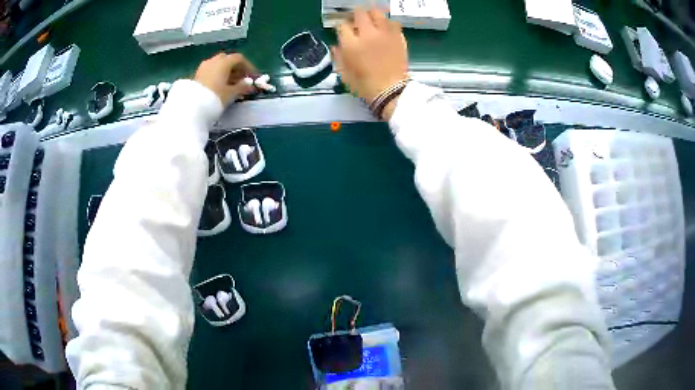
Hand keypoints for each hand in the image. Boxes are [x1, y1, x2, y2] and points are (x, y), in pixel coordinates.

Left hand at [194, 53, 256, 105]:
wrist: (191, 108)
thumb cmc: (214, 98)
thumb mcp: (231, 93)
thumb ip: (242, 87)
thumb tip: (250, 85)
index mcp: (223, 62)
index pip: (239, 59)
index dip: (248, 67)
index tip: (253, 77)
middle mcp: (213, 60)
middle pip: (228, 60)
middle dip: (237, 68)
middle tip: (242, 79)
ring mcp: (204, 67)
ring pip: (218, 65)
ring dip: (227, 72)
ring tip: (232, 84)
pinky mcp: (197, 75)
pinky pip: (211, 70)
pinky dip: (218, 75)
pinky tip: (220, 86)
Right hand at [332, 9, 408, 104]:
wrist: (390, 91)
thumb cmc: (365, 85)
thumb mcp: (344, 74)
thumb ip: (338, 56)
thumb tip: (336, 46)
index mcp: (351, 44)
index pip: (342, 26)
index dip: (341, 27)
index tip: (343, 30)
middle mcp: (367, 34)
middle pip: (359, 14)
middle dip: (355, 15)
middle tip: (356, 20)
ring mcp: (384, 34)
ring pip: (378, 14)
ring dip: (372, 15)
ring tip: (371, 19)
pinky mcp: (398, 37)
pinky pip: (393, 23)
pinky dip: (388, 23)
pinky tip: (385, 28)